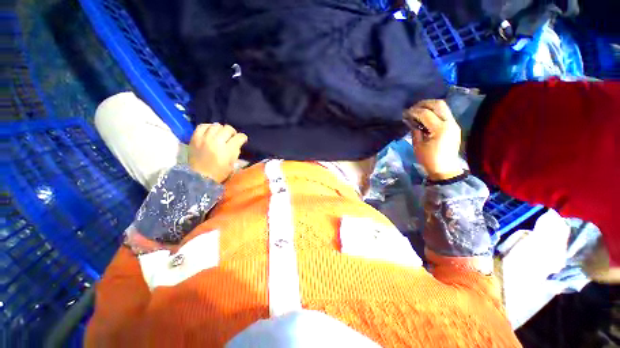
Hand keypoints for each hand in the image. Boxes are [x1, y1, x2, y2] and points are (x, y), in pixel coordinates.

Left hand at [188, 123, 247, 182]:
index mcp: (227, 150)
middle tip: (231, 137)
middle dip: (232, 132)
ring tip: (221, 134)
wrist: (199, 177)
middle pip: (228, 128)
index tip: (242, 139)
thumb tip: (237, 143)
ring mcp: (204, 138)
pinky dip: (209, 127)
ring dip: (221, 129)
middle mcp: (216, 142)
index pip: (239, 137)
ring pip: (216, 125)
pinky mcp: (195, 138)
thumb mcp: (232, 164)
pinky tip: (211, 131)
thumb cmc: (219, 173)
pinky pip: (203, 126)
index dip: (243, 138)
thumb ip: (236, 151)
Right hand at [403, 100, 463, 180]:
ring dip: (430, 105)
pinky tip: (426, 116)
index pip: (425, 114)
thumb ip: (415, 130)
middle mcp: (450, 123)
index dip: (414, 112)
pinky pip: (444, 113)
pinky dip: (434, 111)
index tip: (405, 113)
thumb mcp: (418, 146)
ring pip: (443, 106)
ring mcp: (454, 123)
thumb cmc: (429, 159)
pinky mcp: (454, 126)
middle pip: (438, 104)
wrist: (445, 169)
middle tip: (412, 108)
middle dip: (423, 103)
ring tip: (418, 110)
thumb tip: (410, 120)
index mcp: (440, 129)